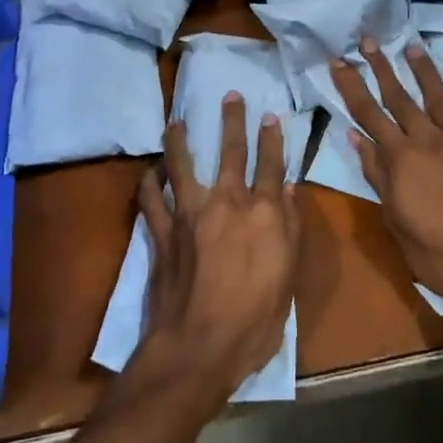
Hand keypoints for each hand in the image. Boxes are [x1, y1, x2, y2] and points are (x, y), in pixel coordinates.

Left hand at [133, 95, 300, 405]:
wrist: (199, 347)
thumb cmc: (255, 321)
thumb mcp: (288, 279)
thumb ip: (291, 230)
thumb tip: (292, 190)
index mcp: (263, 214)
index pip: (271, 165)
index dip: (272, 139)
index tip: (270, 116)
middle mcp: (227, 203)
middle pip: (230, 153)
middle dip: (232, 121)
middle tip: (230, 95)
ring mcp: (190, 214)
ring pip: (183, 165)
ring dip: (180, 141)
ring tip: (176, 121)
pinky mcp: (163, 232)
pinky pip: (152, 200)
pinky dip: (149, 183)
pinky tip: (149, 172)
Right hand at [330, 39, 442, 329]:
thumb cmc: (439, 254)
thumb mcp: (395, 220)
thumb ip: (377, 175)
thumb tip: (355, 137)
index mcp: (402, 159)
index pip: (369, 113)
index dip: (351, 86)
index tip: (338, 60)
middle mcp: (430, 141)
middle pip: (401, 97)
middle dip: (382, 67)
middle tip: (369, 40)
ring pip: (440, 98)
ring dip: (425, 72)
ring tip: (413, 47)